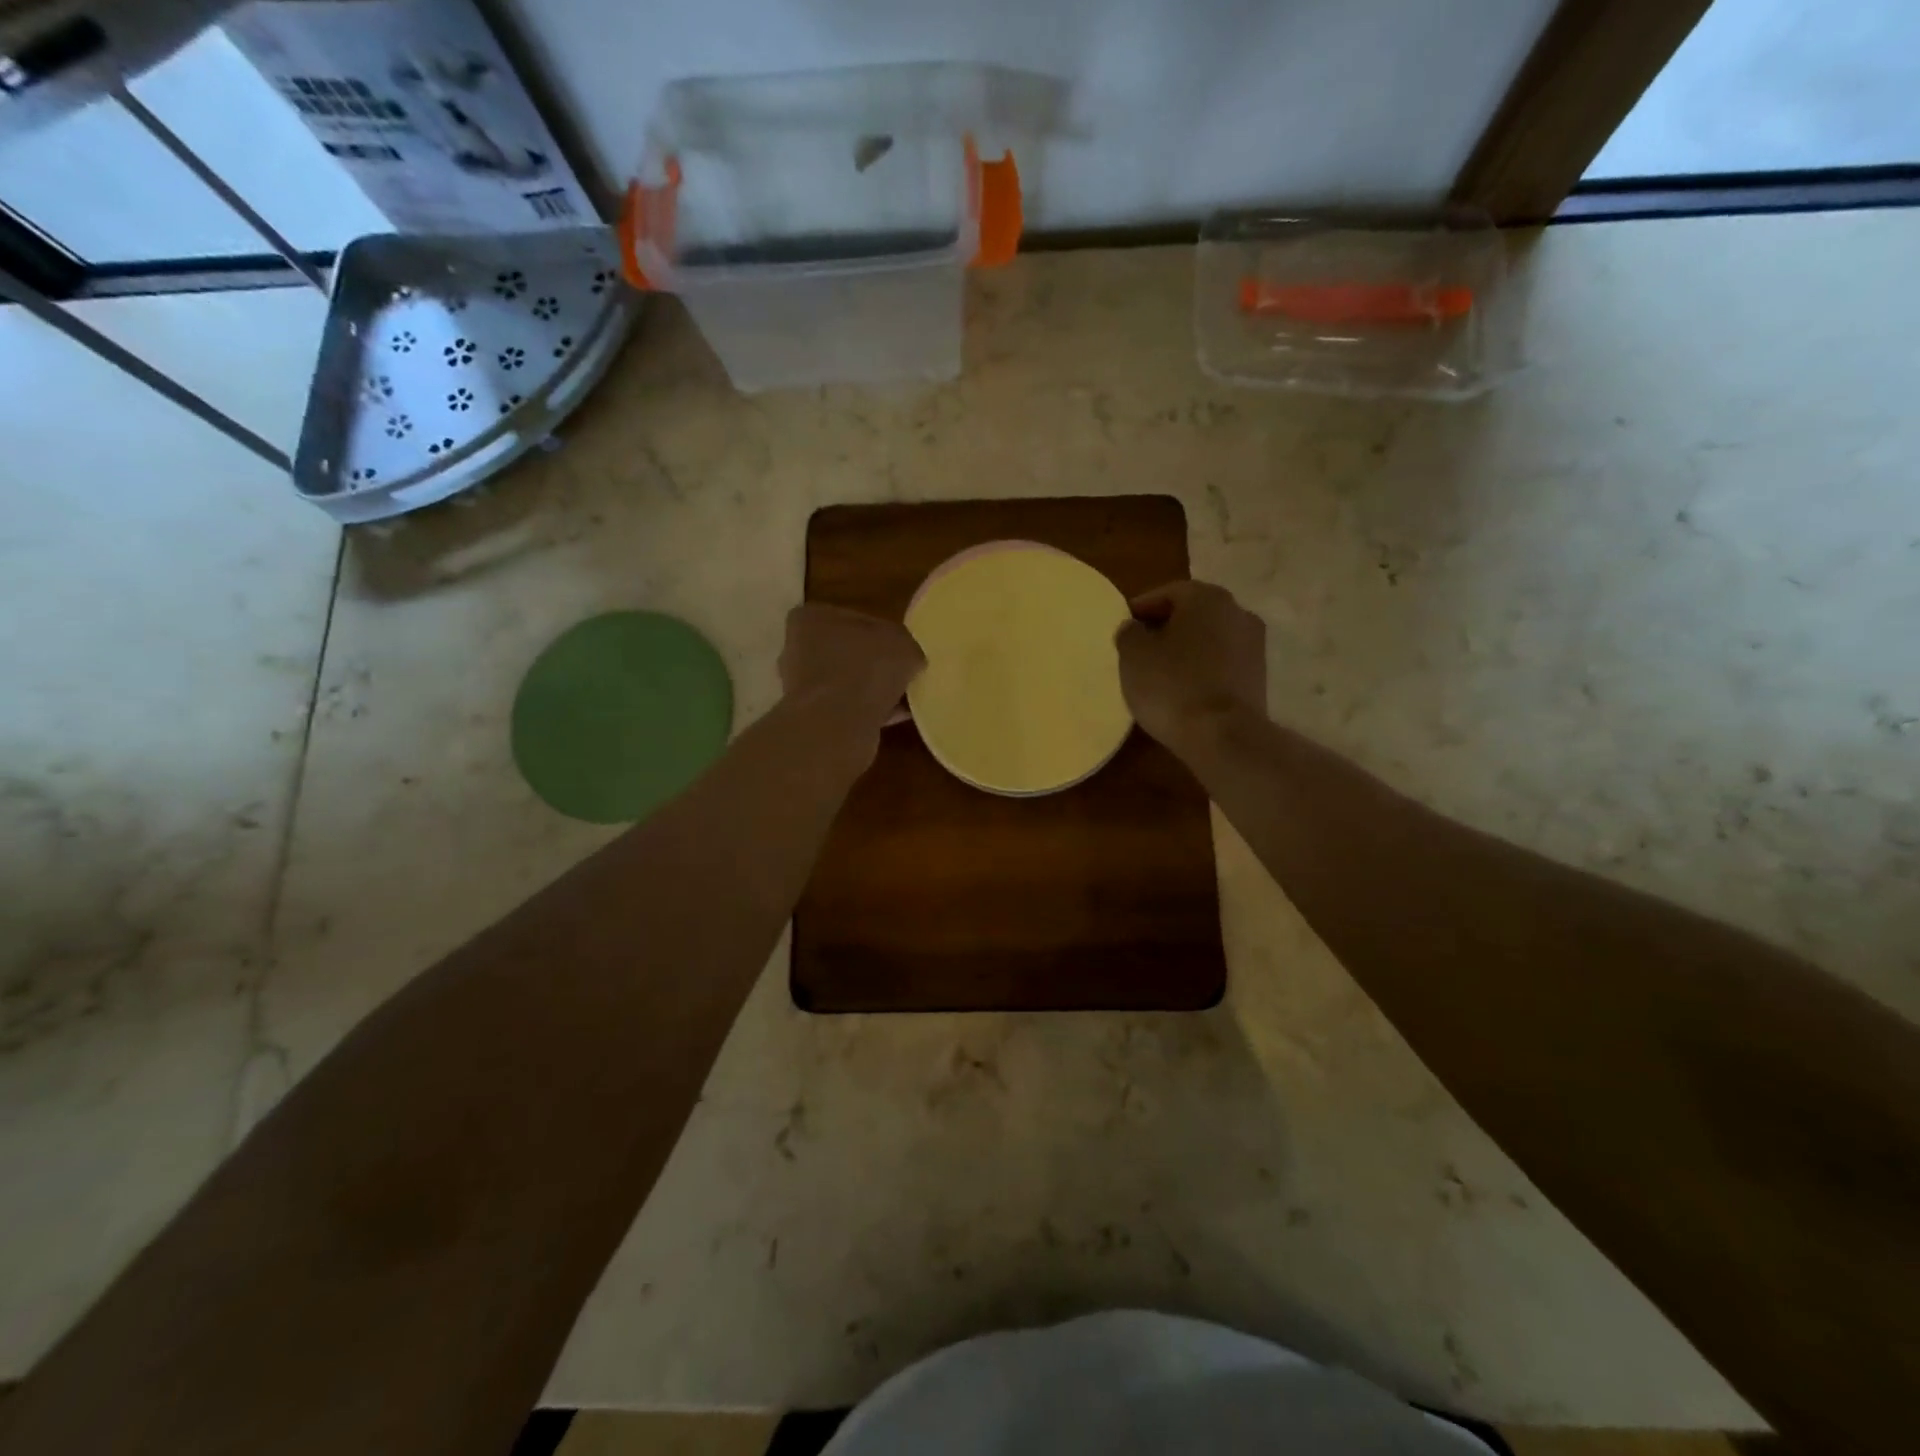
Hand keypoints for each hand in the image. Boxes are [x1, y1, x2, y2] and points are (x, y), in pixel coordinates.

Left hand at [779, 604, 924, 729]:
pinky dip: (870, 710)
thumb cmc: (864, 669)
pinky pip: (849, 708)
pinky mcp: (812, 716)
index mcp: (812, 618)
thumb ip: (906, 645)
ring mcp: (803, 685)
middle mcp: (800, 648)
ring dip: (874, 689)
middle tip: (905, 673)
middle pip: (849, 652)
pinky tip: (897, 716)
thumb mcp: (902, 644)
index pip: (855, 619)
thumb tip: (909, 658)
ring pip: (849, 682)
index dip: (884, 633)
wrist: (836, 725)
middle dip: (875, 663)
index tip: (903, 649)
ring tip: (905, 697)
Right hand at [1114, 580, 1266, 751]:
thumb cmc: (1172, 686)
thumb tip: (1135, 628)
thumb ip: (1129, 633)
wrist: (1224, 736)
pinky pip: (1221, 665)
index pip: (1166, 593)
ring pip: (1208, 640)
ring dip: (1185, 651)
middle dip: (1165, 629)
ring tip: (1159, 675)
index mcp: (1207, 597)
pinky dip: (1201, 671)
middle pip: (1191, 615)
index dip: (1141, 610)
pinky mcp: (1259, 678)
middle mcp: (1237, 612)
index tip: (1123, 630)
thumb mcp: (1133, 656)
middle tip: (1139, 651)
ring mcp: (1254, 646)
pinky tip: (1183, 692)